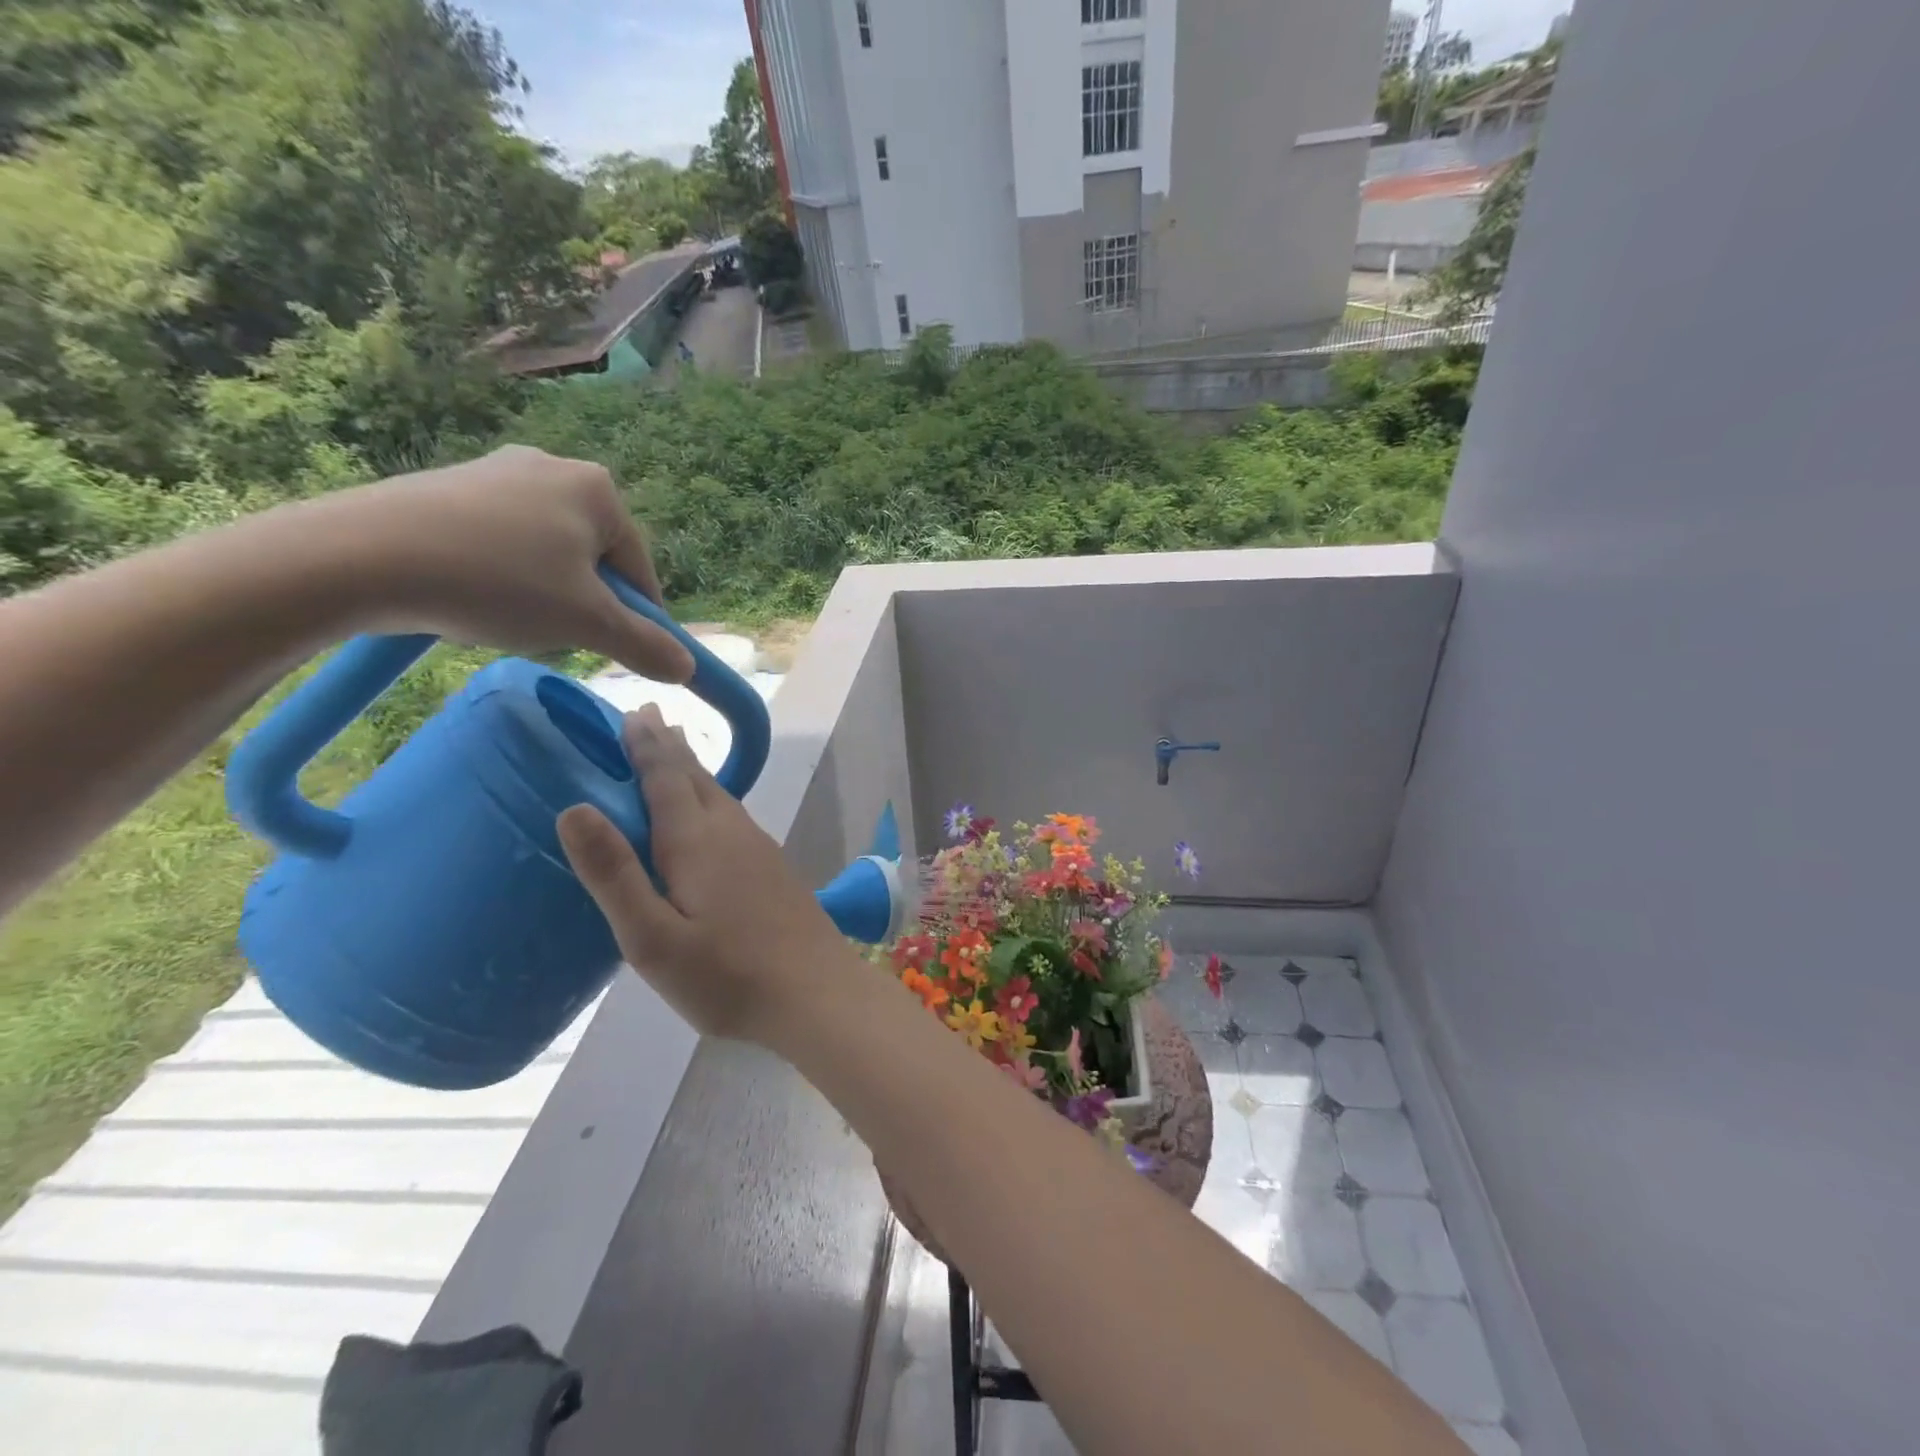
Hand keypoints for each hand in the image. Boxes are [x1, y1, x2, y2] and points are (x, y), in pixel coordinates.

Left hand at [304, 445, 694, 681]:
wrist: (361, 555)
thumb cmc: (498, 583)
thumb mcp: (587, 623)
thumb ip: (646, 645)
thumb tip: (688, 669)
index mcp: (598, 490)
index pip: (640, 570)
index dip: (637, 619)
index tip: (618, 653)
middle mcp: (554, 466)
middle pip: (594, 559)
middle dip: (584, 604)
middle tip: (555, 637)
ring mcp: (497, 472)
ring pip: (549, 553)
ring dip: (544, 594)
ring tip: (508, 620)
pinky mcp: (450, 486)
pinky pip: (502, 542)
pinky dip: (502, 575)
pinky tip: (474, 597)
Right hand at [556, 705, 856, 1045]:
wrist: (817, 993)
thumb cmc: (727, 976)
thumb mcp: (652, 939)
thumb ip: (615, 874)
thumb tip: (574, 808)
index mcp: (697, 842)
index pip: (665, 779)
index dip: (646, 745)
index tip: (631, 711)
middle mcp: (732, 833)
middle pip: (696, 779)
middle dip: (669, 747)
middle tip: (649, 716)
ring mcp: (760, 850)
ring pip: (720, 796)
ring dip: (694, 770)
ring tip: (677, 752)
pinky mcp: (776, 869)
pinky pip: (735, 816)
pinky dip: (714, 798)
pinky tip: (716, 813)